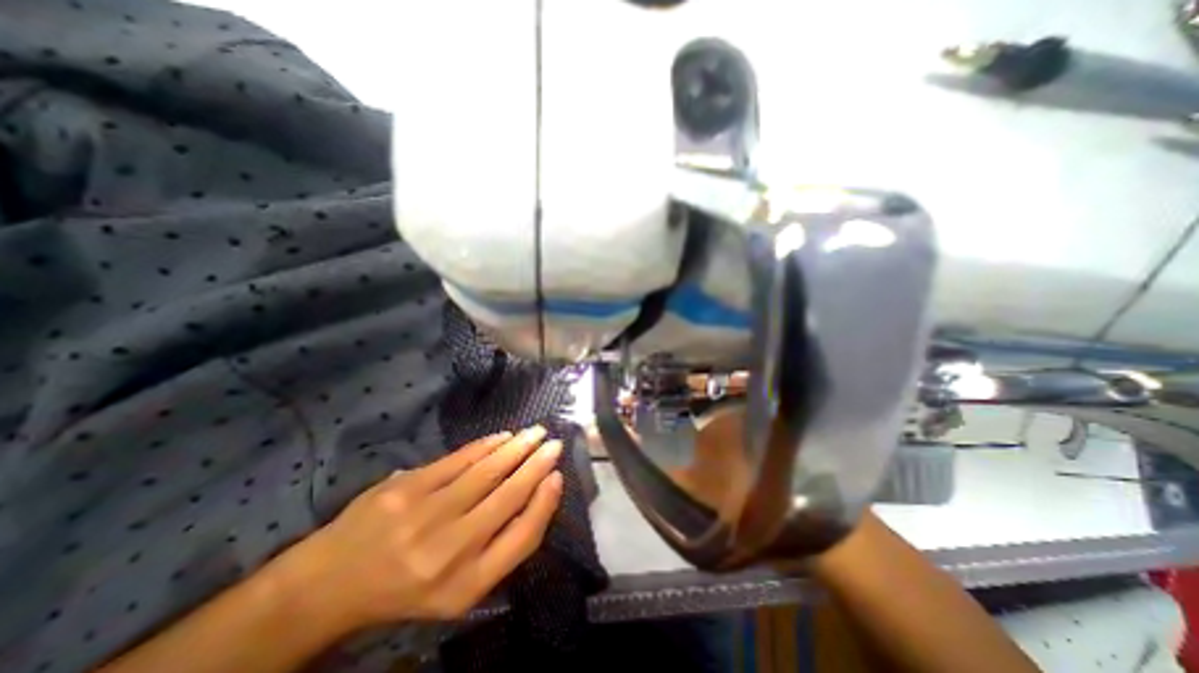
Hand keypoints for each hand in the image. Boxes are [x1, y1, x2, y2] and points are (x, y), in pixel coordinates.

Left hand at [296, 427, 566, 627]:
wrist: (330, 583)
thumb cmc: (408, 587)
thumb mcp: (460, 588)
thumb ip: (501, 548)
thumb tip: (537, 496)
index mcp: (467, 585)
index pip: (523, 537)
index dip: (545, 503)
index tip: (557, 476)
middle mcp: (450, 551)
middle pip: (508, 497)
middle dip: (536, 465)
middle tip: (554, 444)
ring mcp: (426, 516)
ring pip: (487, 472)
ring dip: (517, 448)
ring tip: (535, 433)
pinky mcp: (407, 488)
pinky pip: (459, 459)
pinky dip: (486, 445)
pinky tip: (503, 436)